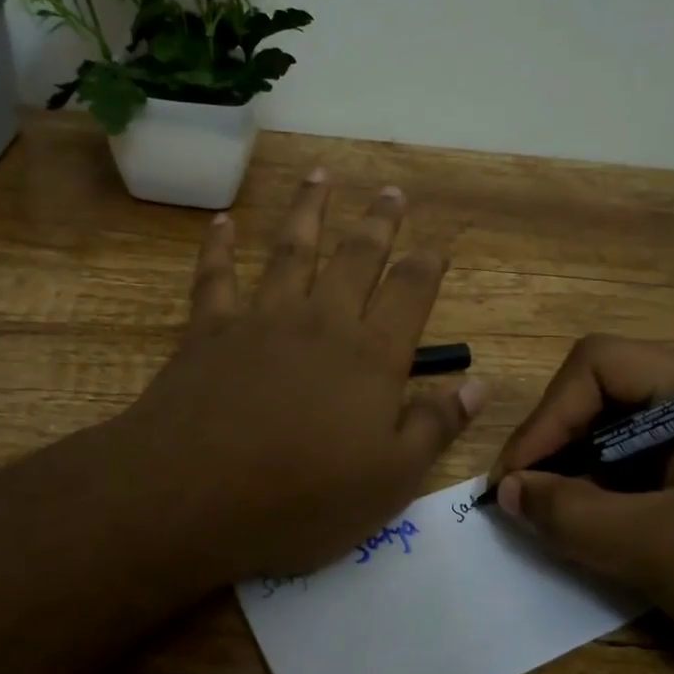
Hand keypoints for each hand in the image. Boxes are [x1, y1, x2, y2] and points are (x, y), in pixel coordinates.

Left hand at [118, 170, 483, 583]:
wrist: (193, 496)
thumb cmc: (302, 499)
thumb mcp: (390, 480)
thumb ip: (435, 427)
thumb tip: (479, 385)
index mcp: (371, 356)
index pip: (410, 293)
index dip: (427, 265)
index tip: (437, 244)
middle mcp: (321, 321)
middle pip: (356, 257)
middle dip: (378, 222)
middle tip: (391, 191)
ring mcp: (262, 318)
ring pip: (291, 249)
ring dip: (308, 209)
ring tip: (320, 175)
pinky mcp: (210, 329)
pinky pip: (216, 276)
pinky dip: (218, 246)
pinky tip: (221, 222)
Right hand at [490, 335, 673, 673]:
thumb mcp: (662, 551)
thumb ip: (571, 514)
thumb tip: (506, 490)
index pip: (597, 365)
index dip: (545, 416)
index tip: (514, 480)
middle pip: (612, 397)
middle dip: (561, 446)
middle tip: (528, 503)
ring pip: (635, 438)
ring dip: (590, 477)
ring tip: (564, 525)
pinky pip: (665, 474)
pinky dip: (626, 499)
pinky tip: (615, 537)